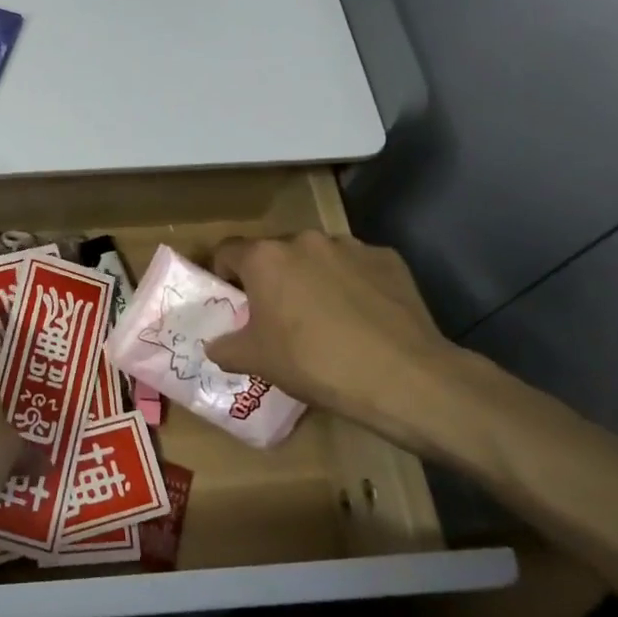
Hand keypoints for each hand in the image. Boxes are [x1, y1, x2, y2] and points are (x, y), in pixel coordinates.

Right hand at [207, 231, 459, 441]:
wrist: (401, 376)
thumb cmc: (313, 362)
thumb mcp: (255, 361)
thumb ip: (225, 348)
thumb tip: (216, 346)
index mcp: (265, 257)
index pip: (227, 251)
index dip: (223, 274)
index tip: (233, 301)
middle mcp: (305, 240)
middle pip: (275, 253)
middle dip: (272, 278)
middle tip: (278, 315)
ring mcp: (351, 246)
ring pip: (318, 258)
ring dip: (312, 278)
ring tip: (325, 318)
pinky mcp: (388, 259)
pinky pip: (357, 268)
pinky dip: (352, 285)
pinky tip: (362, 320)